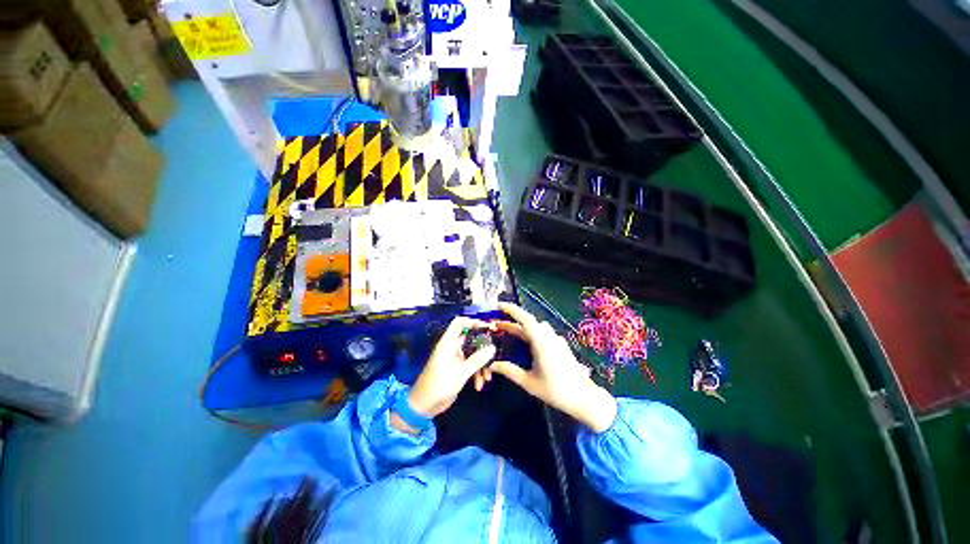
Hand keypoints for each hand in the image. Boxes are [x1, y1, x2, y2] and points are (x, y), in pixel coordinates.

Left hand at [407, 317, 496, 418]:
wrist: (424, 406)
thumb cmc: (439, 386)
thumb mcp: (461, 373)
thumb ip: (477, 359)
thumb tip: (493, 347)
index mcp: (448, 343)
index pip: (459, 323)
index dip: (472, 322)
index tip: (487, 328)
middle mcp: (452, 347)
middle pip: (470, 339)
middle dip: (483, 348)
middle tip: (495, 353)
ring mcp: (455, 358)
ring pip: (473, 354)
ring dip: (481, 364)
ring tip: (487, 377)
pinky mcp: (457, 369)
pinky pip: (470, 364)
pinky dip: (476, 372)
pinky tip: (479, 384)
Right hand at [490, 303, 617, 432]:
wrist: (584, 397)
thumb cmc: (555, 390)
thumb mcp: (528, 382)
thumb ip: (509, 371)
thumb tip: (492, 365)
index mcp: (541, 342)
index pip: (525, 318)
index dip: (511, 309)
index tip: (499, 305)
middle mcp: (549, 336)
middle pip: (529, 322)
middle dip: (512, 321)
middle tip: (496, 324)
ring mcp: (556, 340)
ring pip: (536, 327)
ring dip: (522, 326)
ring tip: (508, 332)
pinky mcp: (561, 345)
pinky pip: (543, 333)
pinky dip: (531, 332)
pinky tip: (526, 343)